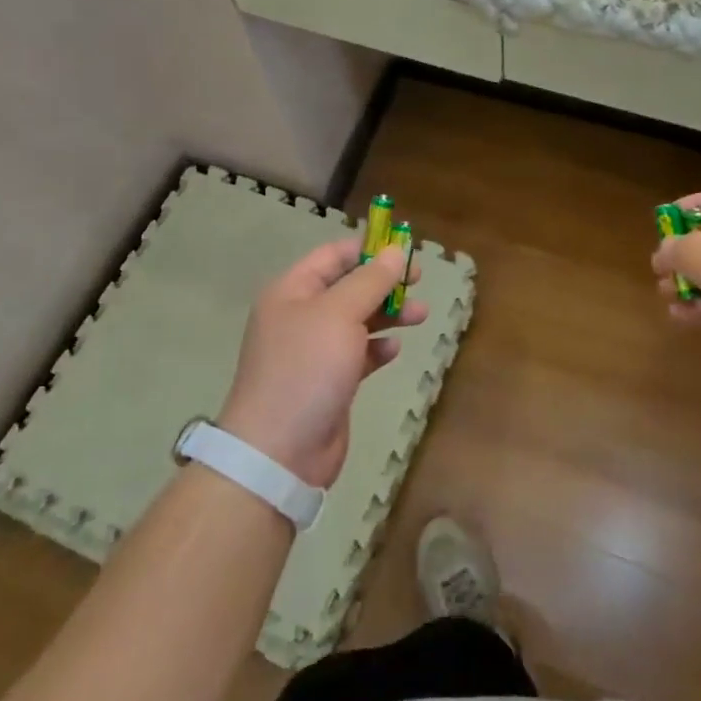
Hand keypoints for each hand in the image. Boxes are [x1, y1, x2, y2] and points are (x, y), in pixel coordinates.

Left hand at [218, 240, 424, 487]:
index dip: (367, 249)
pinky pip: (358, 354)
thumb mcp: (339, 314)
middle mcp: (300, 316)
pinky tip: (394, 351)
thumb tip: (394, 251)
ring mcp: (313, 351)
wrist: (280, 451)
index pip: (332, 256)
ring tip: (421, 315)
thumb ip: (370, 281)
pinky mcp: (328, 382)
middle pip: (348, 287)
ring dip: (388, 314)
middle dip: (383, 282)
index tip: (403, 249)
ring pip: (357, 321)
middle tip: (418, 280)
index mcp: (292, 291)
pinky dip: (377, 349)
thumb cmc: (307, 368)